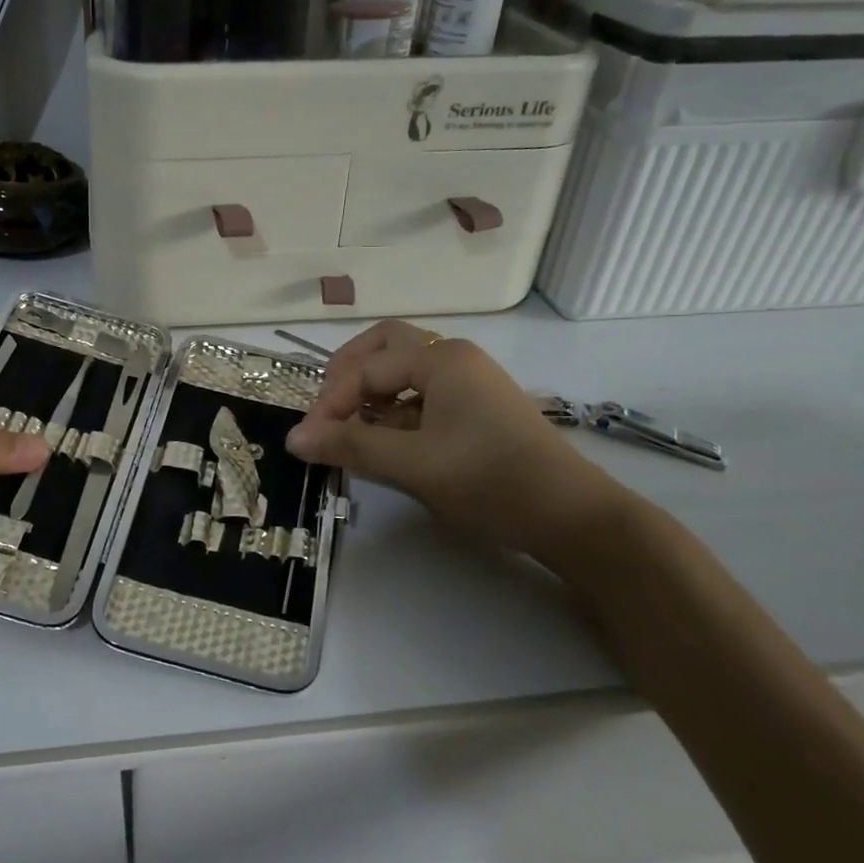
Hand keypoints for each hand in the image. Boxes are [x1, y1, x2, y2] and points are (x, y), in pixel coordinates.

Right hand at [285, 320, 615, 554]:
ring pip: (403, 370)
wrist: (570, 515)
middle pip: (384, 347)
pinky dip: (395, 409)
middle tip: (326, 410)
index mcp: (440, 359)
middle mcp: (454, 357)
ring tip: (351, 428)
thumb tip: (293, 439)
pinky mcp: (477, 407)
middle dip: (348, 375)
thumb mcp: (412, 464)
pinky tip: (387, 441)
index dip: (330, 401)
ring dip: (371, 392)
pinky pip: (422, 393)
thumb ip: (350, 446)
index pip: (366, 368)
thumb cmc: (488, 480)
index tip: (309, 440)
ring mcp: (469, 381)